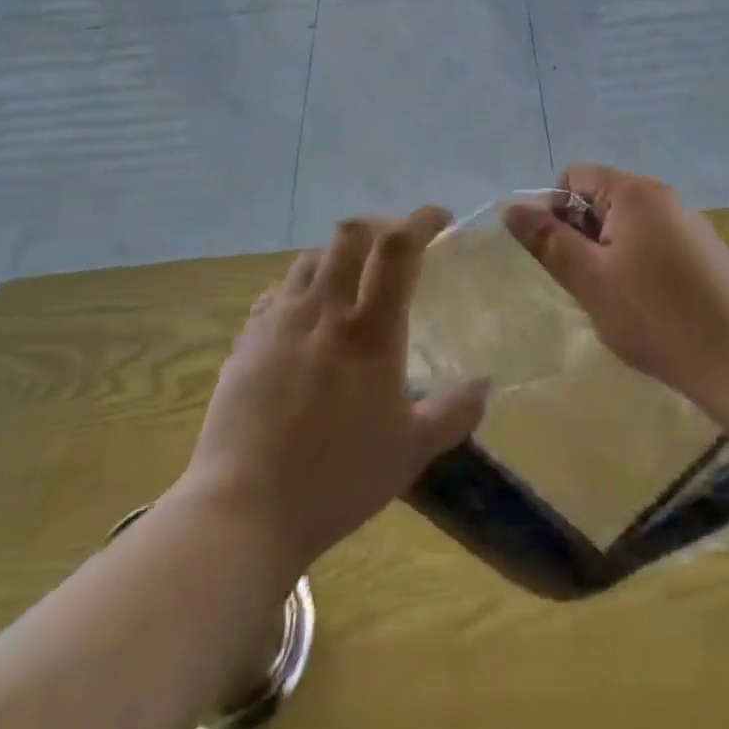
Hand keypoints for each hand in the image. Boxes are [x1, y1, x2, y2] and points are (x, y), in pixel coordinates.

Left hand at [183, 209, 489, 574]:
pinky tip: (308, 317)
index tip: (441, 218)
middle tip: (396, 248)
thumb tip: (484, 385)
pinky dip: (303, 287)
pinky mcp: (247, 339)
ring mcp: (278, 320)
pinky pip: (279, 291)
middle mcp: (323, 310)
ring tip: (352, 282)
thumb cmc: (336, 479)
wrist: (243, 510)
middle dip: (379, 227)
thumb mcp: (411, 451)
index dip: (421, 221)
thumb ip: (453, 412)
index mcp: (369, 330)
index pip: (397, 248)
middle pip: (349, 234)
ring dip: (339, 256)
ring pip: (311, 257)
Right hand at [503, 165, 728, 421]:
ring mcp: (689, 223)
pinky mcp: (705, 251)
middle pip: (600, 197)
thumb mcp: (589, 279)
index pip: (573, 176)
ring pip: (627, 224)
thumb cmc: (656, 317)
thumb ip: (547, 240)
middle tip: (588, 283)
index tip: (561, 257)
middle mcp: (663, 196)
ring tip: (618, 300)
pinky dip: (638, 265)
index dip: (555, 211)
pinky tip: (649, 307)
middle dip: (582, 235)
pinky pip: (654, 242)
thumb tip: (511, 208)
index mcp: (635, 192)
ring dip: (609, 254)